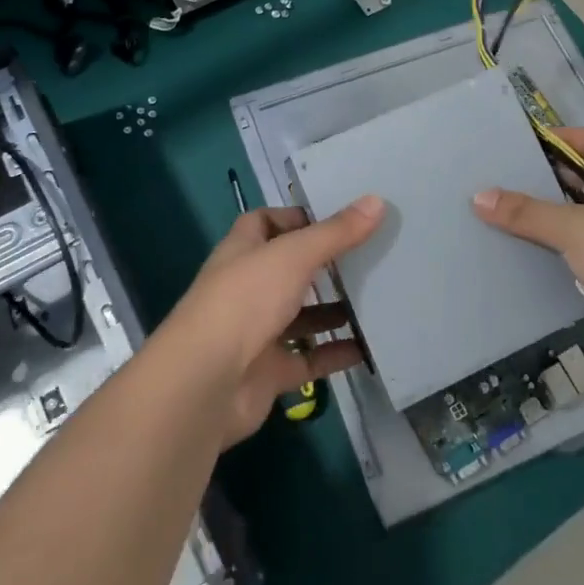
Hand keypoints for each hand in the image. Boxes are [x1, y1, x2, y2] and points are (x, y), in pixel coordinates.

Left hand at [163, 197, 381, 446]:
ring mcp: (257, 332)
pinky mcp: (269, 372)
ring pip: (301, 315)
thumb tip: (377, 201)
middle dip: (324, 264)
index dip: (296, 218)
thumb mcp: (294, 255)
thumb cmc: (245, 301)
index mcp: (243, 251)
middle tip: (370, 256)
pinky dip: (335, 354)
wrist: (205, 383)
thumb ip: (335, 232)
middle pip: (288, 269)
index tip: (338, 218)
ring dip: (333, 310)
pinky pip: (309, 359)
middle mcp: (247, 287)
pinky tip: (369, 348)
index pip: (266, 222)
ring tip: (377, 299)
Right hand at [472, 127, 583, 378]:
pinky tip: (549, 251)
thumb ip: (526, 212)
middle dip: (559, 175)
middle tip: (518, 177)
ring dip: (565, 211)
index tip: (533, 144)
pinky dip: (576, 240)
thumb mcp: (572, 230)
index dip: (569, 137)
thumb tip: (479, 196)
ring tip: (525, 212)